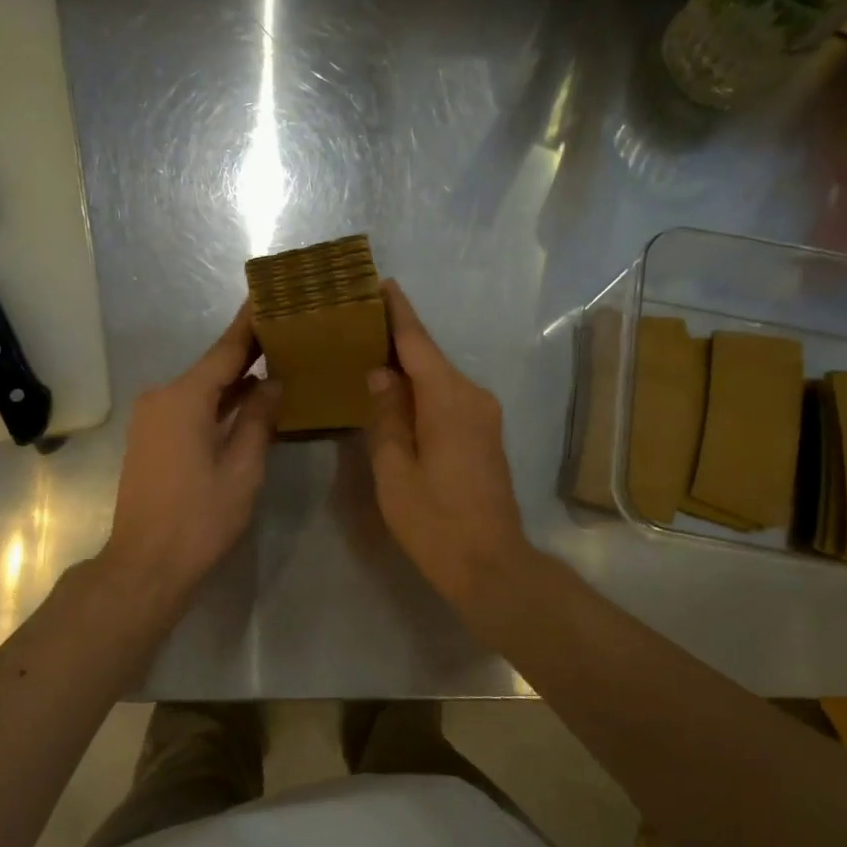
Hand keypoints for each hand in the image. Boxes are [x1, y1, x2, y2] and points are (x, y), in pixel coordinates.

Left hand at [100, 305, 280, 611]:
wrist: (145, 564)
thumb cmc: (199, 519)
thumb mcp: (242, 469)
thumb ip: (258, 420)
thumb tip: (273, 383)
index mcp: (184, 398)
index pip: (225, 350)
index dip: (250, 324)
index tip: (269, 295)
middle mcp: (162, 397)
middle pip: (212, 367)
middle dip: (248, 351)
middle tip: (286, 331)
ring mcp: (151, 417)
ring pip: (200, 388)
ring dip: (234, 379)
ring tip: (276, 360)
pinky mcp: (150, 437)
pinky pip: (189, 407)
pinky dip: (217, 402)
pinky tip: (247, 399)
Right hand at [364, 280, 532, 612]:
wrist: (490, 564)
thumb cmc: (435, 521)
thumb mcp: (396, 470)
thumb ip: (386, 415)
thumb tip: (380, 373)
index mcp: (449, 399)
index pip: (418, 343)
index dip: (397, 312)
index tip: (379, 282)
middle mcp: (472, 396)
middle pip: (429, 357)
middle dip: (396, 337)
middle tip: (356, 321)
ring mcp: (483, 415)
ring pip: (438, 378)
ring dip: (407, 366)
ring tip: (367, 354)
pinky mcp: (484, 433)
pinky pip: (446, 398)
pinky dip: (420, 390)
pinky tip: (394, 393)